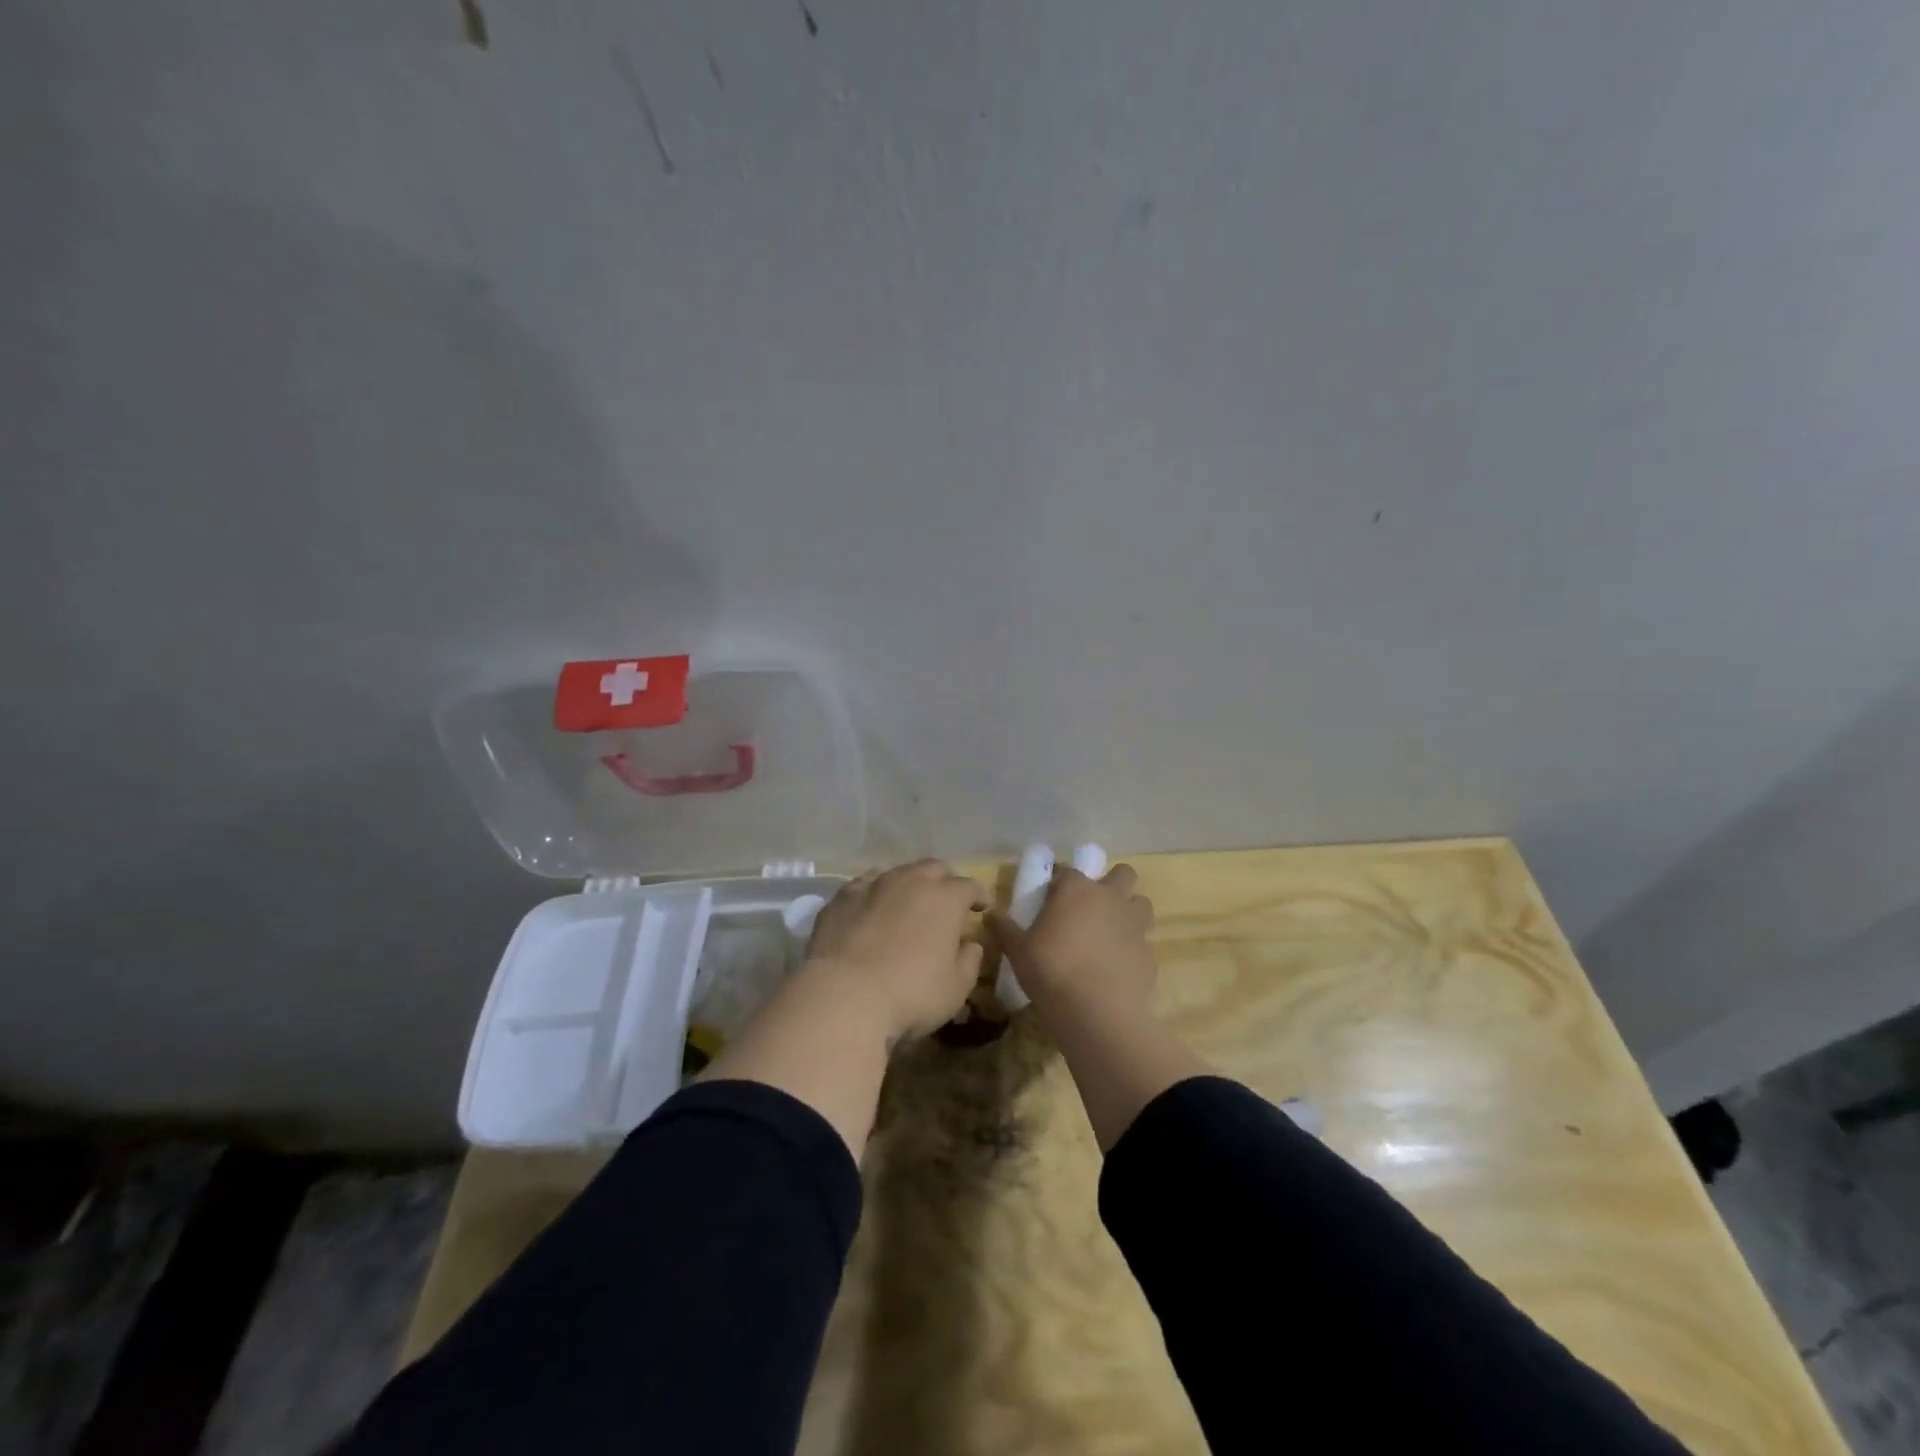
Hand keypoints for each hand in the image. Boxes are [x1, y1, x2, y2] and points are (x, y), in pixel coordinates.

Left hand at [803, 860, 989, 1044]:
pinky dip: (873, 895)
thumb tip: (971, 946)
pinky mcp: (841, 899)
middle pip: (933, 868)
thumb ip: (969, 962)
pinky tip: (870, 910)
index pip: (970, 886)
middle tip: (945, 902)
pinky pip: (863, 886)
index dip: (979, 895)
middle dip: (944, 882)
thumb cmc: (910, 994)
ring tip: (906, 905)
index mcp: (945, 899)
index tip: (982, 908)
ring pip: (897, 872)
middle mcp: (910, 882)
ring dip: (907, 885)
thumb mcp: (955, 989)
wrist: (843, 995)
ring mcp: (872, 886)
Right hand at [990, 864, 1156, 1016]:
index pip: (1067, 871)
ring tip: (1109, 933)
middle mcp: (1110, 898)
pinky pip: (1142, 943)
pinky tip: (1116, 969)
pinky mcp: (1149, 954)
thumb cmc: (1051, 970)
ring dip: (1129, 912)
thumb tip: (989, 916)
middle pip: (1122, 874)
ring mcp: (1135, 925)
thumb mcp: (1017, 951)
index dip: (1058, 882)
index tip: (1049, 898)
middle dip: (1111, 883)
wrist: (1096, 1012)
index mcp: (1077, 889)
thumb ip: (1005, 930)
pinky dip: (1131, 950)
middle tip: (1092, 906)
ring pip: (1141, 904)